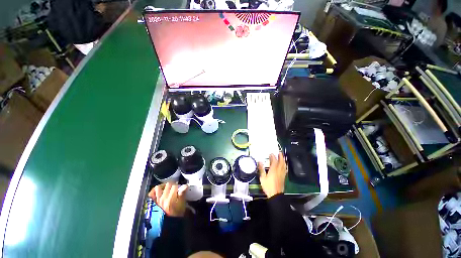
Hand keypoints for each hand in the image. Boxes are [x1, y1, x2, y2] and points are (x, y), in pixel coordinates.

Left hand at [148, 182, 187, 216]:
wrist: (168, 224)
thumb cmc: (176, 214)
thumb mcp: (182, 205)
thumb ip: (182, 194)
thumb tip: (185, 186)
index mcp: (171, 199)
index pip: (175, 186)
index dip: (179, 185)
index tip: (181, 187)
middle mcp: (163, 198)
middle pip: (168, 185)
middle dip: (173, 184)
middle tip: (175, 187)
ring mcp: (157, 200)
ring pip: (159, 187)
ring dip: (164, 186)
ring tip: (167, 188)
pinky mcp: (153, 202)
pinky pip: (151, 194)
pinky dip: (154, 191)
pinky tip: (158, 190)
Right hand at [258, 153, 286, 197]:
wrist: (275, 194)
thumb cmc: (268, 186)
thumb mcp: (262, 178)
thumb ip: (261, 169)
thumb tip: (259, 162)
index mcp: (273, 170)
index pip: (274, 161)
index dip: (273, 156)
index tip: (271, 153)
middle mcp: (279, 171)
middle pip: (281, 162)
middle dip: (280, 156)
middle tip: (279, 152)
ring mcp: (282, 174)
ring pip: (284, 165)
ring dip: (283, 160)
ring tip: (282, 157)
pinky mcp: (284, 177)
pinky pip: (285, 169)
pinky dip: (285, 165)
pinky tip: (284, 165)